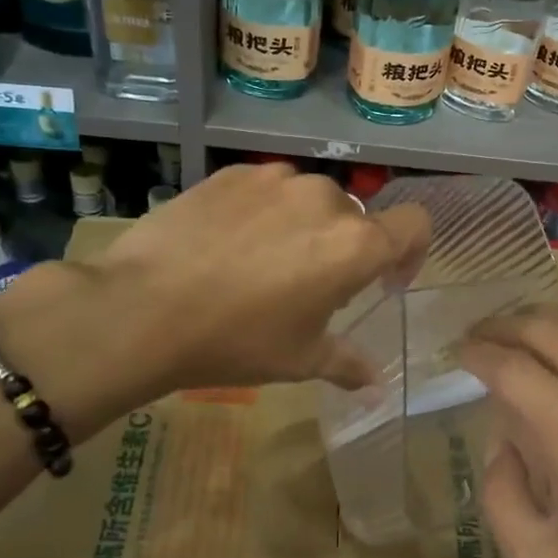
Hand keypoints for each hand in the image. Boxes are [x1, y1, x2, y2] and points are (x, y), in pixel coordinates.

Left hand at [76, 162, 429, 393]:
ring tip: (262, 263)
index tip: (385, 281)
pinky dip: (263, 212)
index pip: (414, 225)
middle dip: (343, 249)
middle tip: (308, 287)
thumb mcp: (299, 360)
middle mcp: (325, 199)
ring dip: (303, 227)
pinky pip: (266, 190)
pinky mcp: (232, 173)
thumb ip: (348, 364)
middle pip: (355, 218)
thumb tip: (376, 384)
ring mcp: (275, 180)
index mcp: (355, 245)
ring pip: (308, 201)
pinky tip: (227, 245)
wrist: (142, 309)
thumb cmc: (236, 340)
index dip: (411, 252)